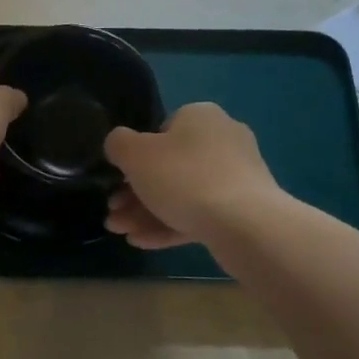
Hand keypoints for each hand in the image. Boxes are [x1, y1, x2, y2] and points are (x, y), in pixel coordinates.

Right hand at [103, 103, 280, 248]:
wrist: (244, 224)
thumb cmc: (183, 177)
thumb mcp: (134, 154)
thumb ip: (118, 144)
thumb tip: (120, 146)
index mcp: (200, 116)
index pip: (161, 131)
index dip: (135, 157)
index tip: (118, 180)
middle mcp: (222, 139)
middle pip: (169, 166)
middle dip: (135, 193)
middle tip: (113, 214)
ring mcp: (237, 176)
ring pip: (182, 194)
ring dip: (147, 213)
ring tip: (121, 233)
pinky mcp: (244, 210)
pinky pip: (200, 214)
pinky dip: (171, 225)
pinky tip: (143, 242)